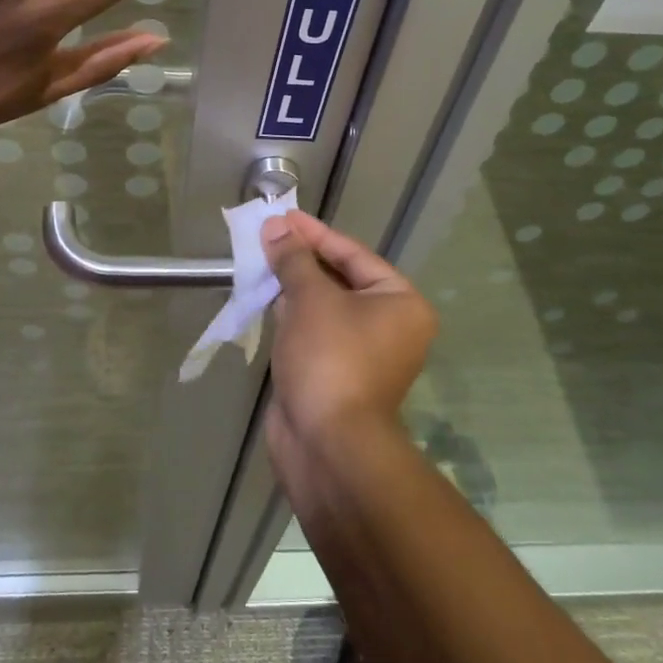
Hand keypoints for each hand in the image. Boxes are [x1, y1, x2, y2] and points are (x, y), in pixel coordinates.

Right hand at [259, 212, 437, 463]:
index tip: (284, 216)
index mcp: (400, 303)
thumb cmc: (330, 359)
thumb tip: (276, 226)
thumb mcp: (311, 300)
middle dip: (302, 259)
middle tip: (268, 236)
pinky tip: (267, 299)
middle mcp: (390, 326)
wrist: (328, 445)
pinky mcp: (337, 374)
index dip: (315, 234)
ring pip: (325, 307)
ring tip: (262, 260)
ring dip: (295, 286)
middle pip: (341, 279)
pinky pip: (315, 333)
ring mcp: (363, 353)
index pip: (354, 255)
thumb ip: (293, 260)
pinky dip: (293, 316)